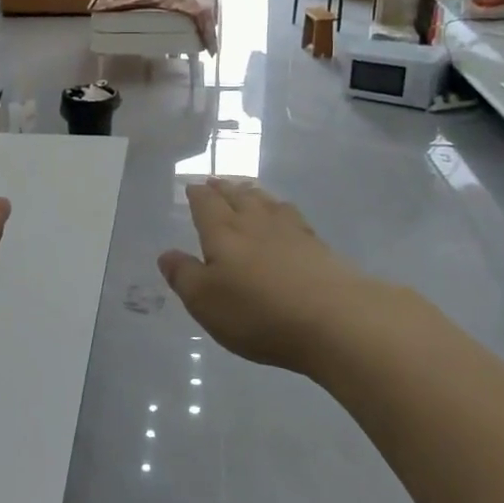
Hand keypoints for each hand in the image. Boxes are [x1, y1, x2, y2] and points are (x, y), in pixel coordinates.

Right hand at [158, 179, 408, 375]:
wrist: (337, 320)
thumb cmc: (258, 312)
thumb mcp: (205, 301)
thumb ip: (184, 276)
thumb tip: (166, 254)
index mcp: (223, 233)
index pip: (206, 204)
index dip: (197, 195)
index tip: (193, 186)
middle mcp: (255, 224)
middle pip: (238, 197)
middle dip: (224, 189)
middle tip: (217, 181)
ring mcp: (291, 233)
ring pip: (267, 203)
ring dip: (254, 194)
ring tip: (248, 190)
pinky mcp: (319, 248)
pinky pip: (293, 218)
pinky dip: (283, 211)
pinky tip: (286, 216)